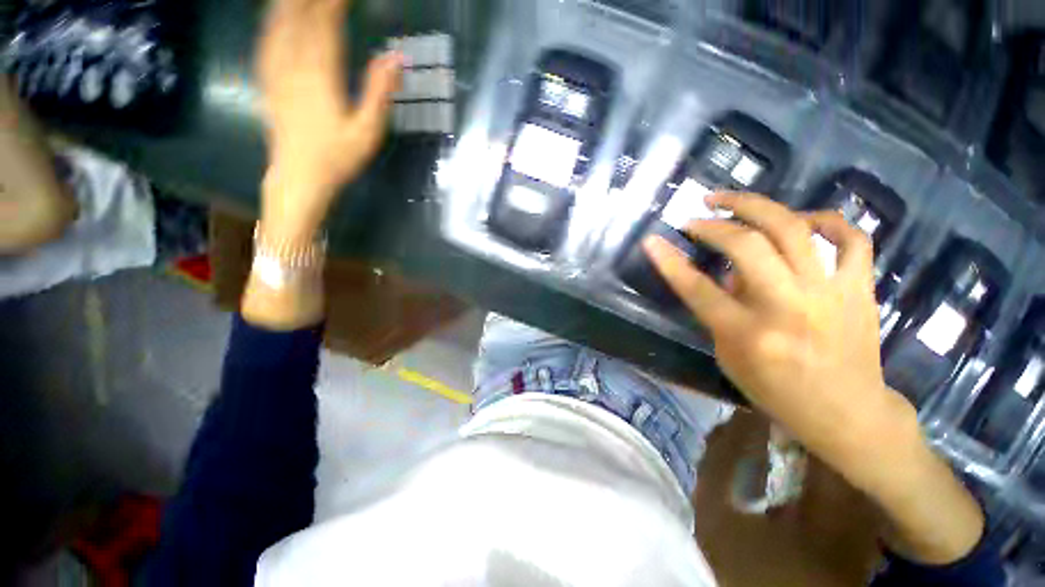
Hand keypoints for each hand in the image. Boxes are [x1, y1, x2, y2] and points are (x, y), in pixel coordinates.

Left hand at [256, 0, 401, 239]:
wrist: (299, 177)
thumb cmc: (337, 158)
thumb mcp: (368, 131)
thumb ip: (380, 92)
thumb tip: (396, 57)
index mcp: (321, 74)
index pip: (326, 23)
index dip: (336, 2)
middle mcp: (293, 64)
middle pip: (298, 15)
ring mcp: (275, 71)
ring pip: (278, 22)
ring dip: (289, 4)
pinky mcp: (267, 81)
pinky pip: (265, 40)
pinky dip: (272, 21)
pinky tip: (276, 15)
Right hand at [644, 193, 903, 472]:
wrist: (847, 412)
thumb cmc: (777, 391)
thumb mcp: (730, 358)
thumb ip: (721, 313)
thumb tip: (727, 273)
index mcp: (748, 334)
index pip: (697, 288)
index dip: (669, 261)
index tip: (651, 239)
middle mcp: (787, 307)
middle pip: (747, 245)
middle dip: (713, 224)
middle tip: (695, 217)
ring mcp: (829, 293)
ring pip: (793, 229)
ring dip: (755, 205)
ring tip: (730, 200)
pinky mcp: (859, 287)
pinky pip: (850, 237)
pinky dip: (823, 219)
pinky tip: (799, 219)